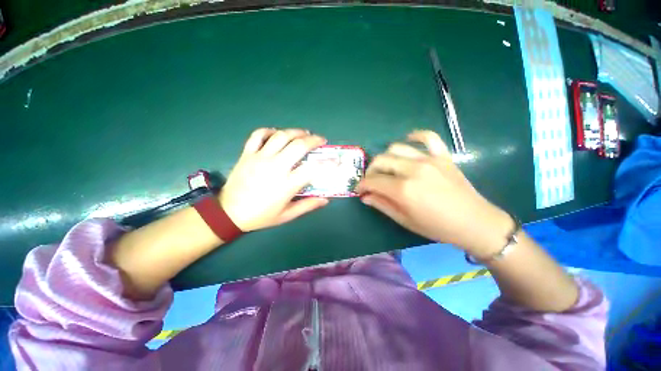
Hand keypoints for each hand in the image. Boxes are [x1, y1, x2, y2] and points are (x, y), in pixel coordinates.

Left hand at [220, 128, 328, 231]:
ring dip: (296, 132)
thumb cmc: (260, 216)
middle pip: (299, 145)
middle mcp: (275, 167)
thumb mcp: (287, 215)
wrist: (229, 213)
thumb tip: (326, 200)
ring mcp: (260, 158)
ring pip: (281, 136)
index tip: (335, 160)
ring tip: (304, 133)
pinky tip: (277, 133)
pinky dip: (269, 131)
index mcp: (287, 184)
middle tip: (321, 140)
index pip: (313, 168)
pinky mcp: (247, 154)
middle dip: (314, 140)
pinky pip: (258, 135)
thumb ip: (307, 206)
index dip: (328, 163)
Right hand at [357, 130, 513, 256]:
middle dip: (370, 170)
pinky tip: (408, 140)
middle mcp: (412, 170)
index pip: (373, 181)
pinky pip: (427, 137)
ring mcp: (428, 160)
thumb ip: (382, 205)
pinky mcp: (442, 156)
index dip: (362, 185)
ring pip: (397, 148)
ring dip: (385, 157)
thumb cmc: (437, 226)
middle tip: (371, 180)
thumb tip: (365, 196)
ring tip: (385, 167)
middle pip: (381, 160)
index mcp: (403, 189)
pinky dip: (415, 136)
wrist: (474, 222)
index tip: (359, 189)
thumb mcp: (404, 220)